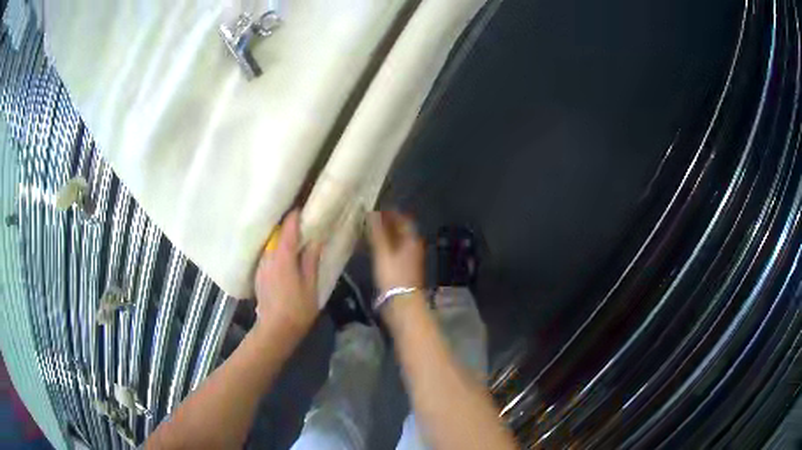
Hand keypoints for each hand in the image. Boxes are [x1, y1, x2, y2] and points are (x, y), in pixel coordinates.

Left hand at [254, 210, 321, 338]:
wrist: (275, 330)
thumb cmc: (297, 309)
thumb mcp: (311, 285)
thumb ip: (311, 260)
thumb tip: (315, 240)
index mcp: (282, 257)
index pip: (287, 229)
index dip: (294, 216)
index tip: (303, 206)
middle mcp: (268, 257)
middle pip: (276, 234)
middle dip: (287, 226)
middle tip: (302, 221)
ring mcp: (261, 266)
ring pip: (271, 245)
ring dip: (281, 238)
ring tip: (294, 238)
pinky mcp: (259, 275)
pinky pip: (267, 255)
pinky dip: (276, 251)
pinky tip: (284, 257)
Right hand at [367, 211, 424, 292]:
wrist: (402, 302)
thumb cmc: (393, 275)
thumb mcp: (383, 252)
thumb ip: (377, 232)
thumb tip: (371, 212)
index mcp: (412, 240)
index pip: (404, 219)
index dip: (391, 212)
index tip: (378, 208)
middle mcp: (413, 247)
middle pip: (401, 230)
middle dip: (387, 223)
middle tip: (370, 219)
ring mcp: (409, 259)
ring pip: (397, 241)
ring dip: (384, 235)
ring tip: (368, 231)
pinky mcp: (403, 269)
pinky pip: (393, 251)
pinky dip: (384, 246)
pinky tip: (373, 248)